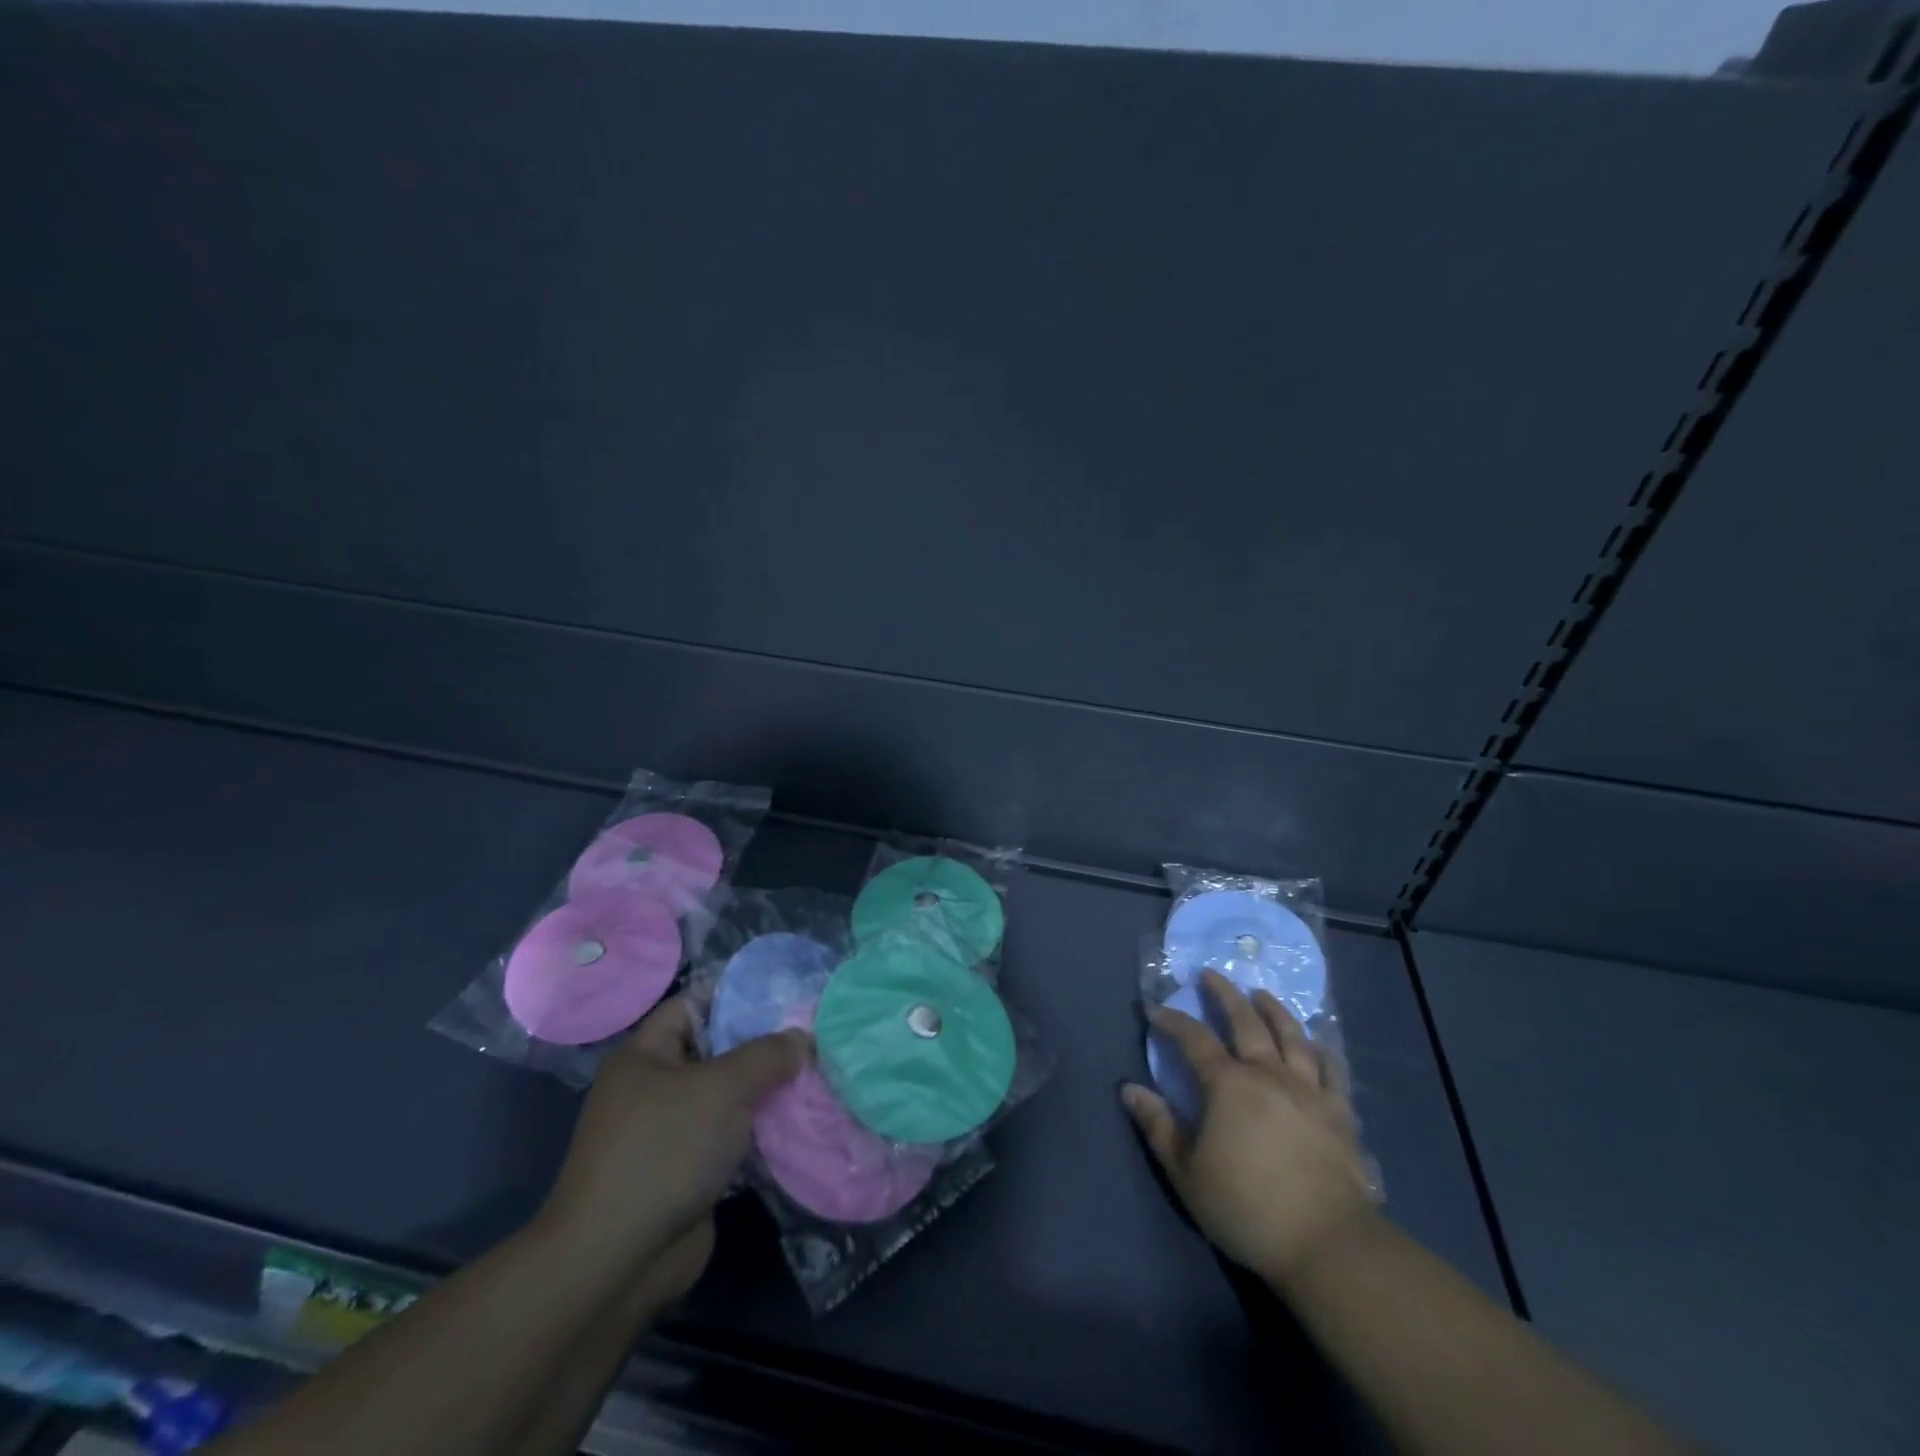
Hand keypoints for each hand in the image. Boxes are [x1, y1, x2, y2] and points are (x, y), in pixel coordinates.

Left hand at [539, 996, 807, 1277]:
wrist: (618, 1259)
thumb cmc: (664, 1150)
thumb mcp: (722, 1087)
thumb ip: (766, 1055)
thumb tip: (802, 1037)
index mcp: (646, 1055)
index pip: (693, 1005)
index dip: (736, 995)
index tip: (785, 994)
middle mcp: (654, 1088)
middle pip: (716, 1051)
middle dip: (762, 1046)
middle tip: (812, 1035)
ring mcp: (669, 1133)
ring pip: (726, 1098)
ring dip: (766, 1092)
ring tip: (817, 1074)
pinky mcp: (686, 1173)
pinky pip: (730, 1138)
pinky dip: (760, 1132)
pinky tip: (800, 1122)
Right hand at [1124, 970, 1377, 1287]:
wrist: (1328, 1244)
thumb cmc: (1247, 1207)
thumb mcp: (1187, 1172)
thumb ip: (1158, 1126)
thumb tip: (1129, 1088)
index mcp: (1227, 1084)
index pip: (1194, 1039)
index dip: (1173, 1021)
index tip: (1157, 1011)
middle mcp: (1268, 1073)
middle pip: (1245, 1021)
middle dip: (1224, 994)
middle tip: (1211, 974)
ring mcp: (1308, 1089)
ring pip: (1291, 1035)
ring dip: (1274, 1009)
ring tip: (1262, 994)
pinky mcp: (1340, 1112)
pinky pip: (1332, 1069)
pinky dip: (1322, 1049)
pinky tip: (1318, 1041)